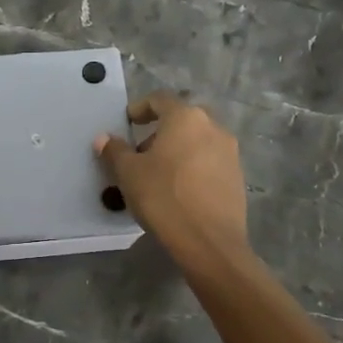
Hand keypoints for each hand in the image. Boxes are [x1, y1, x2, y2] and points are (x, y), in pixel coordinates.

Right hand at [95, 92, 249, 275]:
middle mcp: (213, 127)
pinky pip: (210, 161)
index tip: (128, 122)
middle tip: (141, 152)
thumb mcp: (129, 173)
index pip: (160, 99)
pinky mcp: (237, 177)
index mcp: (186, 118)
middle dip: (160, 131)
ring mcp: (230, 153)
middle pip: (182, 119)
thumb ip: (115, 151)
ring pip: (198, 140)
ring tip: (157, 174)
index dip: (140, 108)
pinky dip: (192, 166)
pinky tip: (178, 190)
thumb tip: (104, 138)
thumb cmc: (164, 197)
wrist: (209, 243)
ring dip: (177, 149)